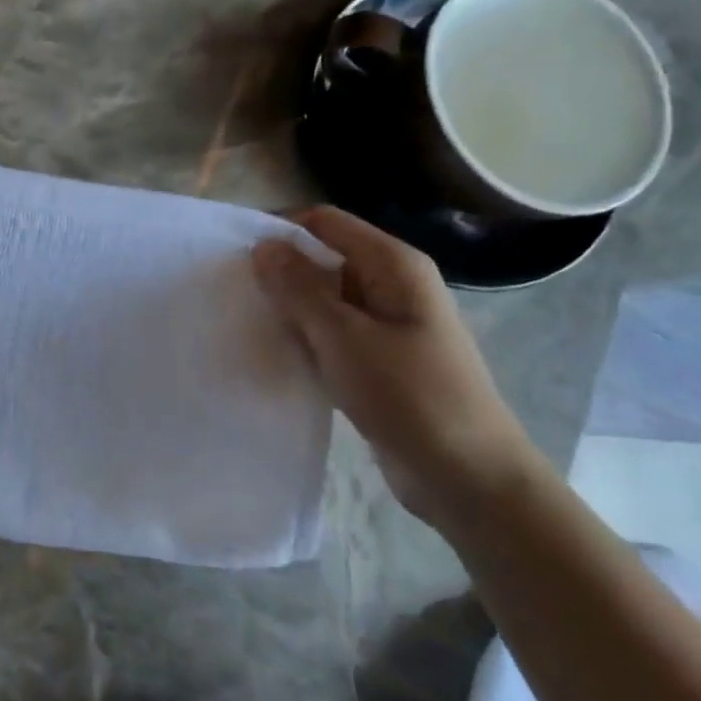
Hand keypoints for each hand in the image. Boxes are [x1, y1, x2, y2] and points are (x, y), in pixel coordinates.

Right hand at [253, 207, 541, 530]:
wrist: (467, 478)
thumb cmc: (408, 396)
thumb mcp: (343, 337)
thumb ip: (298, 288)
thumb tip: (263, 245)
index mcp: (393, 265)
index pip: (325, 222)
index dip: (279, 228)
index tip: (233, 252)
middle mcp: (392, 285)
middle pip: (324, 257)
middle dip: (279, 270)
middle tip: (233, 290)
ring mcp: (388, 323)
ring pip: (325, 297)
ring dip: (289, 306)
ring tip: (246, 320)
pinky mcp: (380, 358)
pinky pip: (332, 332)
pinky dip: (305, 336)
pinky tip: (276, 352)